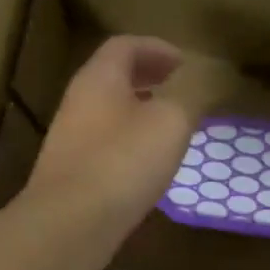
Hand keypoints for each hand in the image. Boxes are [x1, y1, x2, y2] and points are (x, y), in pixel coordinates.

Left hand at [26, 36, 199, 234]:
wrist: (70, 223)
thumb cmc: (123, 162)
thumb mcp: (171, 122)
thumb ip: (188, 97)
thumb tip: (200, 83)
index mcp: (99, 79)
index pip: (124, 46)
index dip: (156, 48)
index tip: (184, 63)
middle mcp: (78, 102)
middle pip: (112, 77)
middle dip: (146, 77)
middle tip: (176, 86)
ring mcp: (69, 139)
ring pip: (107, 111)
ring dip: (138, 110)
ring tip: (168, 125)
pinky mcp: (70, 173)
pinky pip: (103, 143)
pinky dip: (128, 141)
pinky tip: (146, 164)